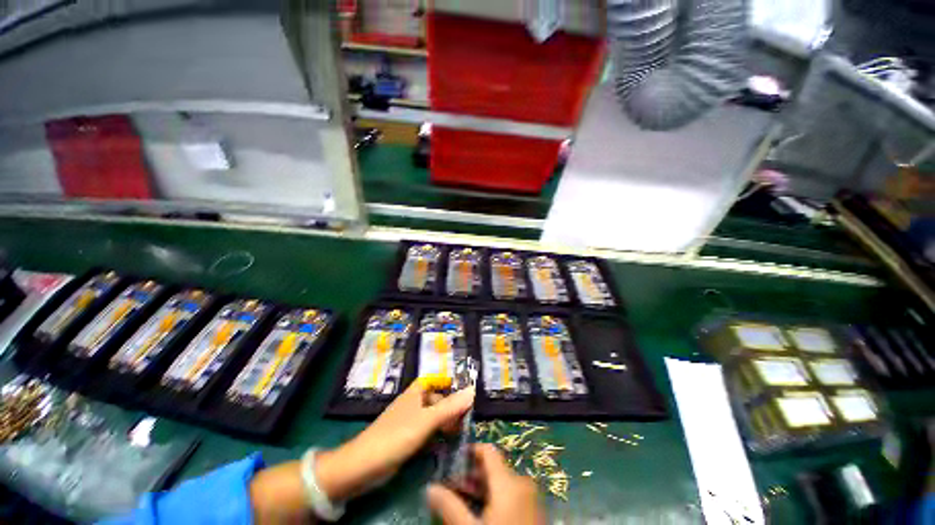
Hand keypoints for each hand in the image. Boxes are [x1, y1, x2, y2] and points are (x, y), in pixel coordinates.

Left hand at [315, 380, 474, 500]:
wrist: (364, 465)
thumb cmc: (397, 435)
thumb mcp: (426, 420)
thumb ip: (449, 407)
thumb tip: (472, 391)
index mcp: (416, 392)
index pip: (435, 379)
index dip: (449, 382)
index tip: (466, 391)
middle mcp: (413, 403)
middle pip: (437, 398)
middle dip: (451, 406)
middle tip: (465, 419)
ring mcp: (410, 421)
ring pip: (433, 415)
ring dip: (446, 422)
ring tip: (458, 433)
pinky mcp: (407, 437)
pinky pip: (427, 431)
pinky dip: (437, 434)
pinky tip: (446, 443)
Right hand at [427, 444, 544, 524]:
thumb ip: (450, 507)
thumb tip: (430, 488)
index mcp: (509, 481)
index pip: (488, 451)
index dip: (469, 452)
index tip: (451, 462)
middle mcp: (522, 482)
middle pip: (493, 467)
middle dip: (472, 475)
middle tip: (452, 487)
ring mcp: (531, 497)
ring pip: (502, 482)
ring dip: (482, 488)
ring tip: (463, 501)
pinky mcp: (534, 510)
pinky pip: (512, 494)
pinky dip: (496, 497)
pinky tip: (483, 514)